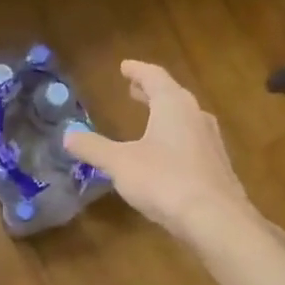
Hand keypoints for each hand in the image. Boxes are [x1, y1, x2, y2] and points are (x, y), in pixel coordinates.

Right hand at [63, 61, 258, 239]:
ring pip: (185, 119)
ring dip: (165, 115)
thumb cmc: (164, 180)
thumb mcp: (120, 163)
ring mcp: (211, 141)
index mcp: (173, 105)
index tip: (124, 66)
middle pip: (172, 95)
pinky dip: (176, 138)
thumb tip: (67, 135)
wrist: (214, 218)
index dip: (137, 70)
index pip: (154, 77)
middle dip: (151, 92)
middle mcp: (196, 115)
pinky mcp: (217, 166)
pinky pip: (192, 141)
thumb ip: (93, 148)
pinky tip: (167, 155)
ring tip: (149, 118)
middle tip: (134, 90)